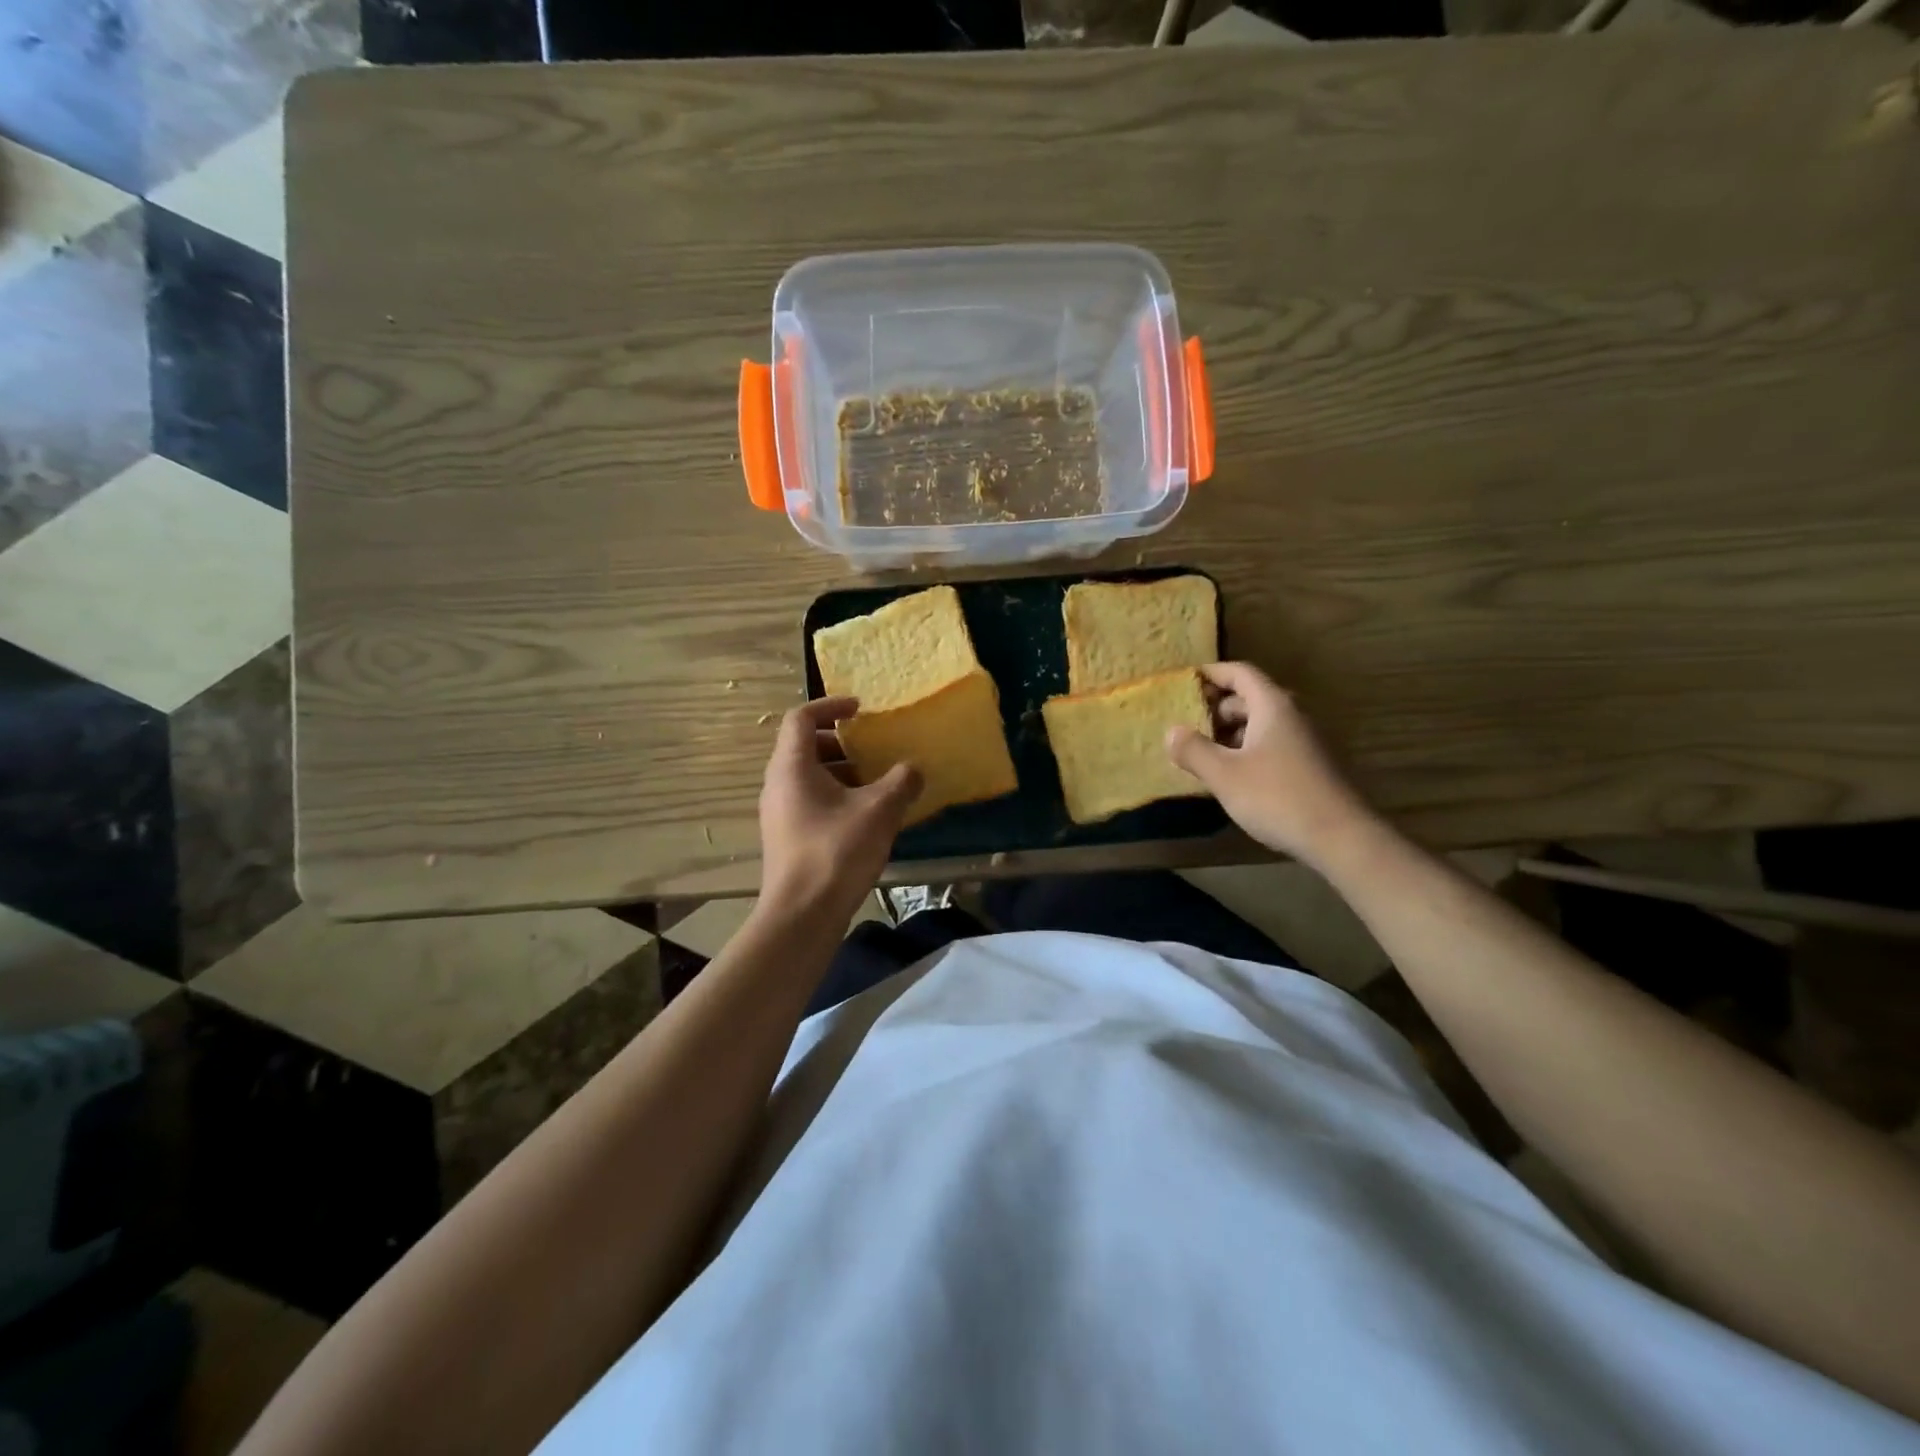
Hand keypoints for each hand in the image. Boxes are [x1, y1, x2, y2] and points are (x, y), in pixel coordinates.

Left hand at [758, 697, 920, 923]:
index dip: (830, 706)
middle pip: (803, 745)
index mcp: (792, 766)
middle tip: (871, 748)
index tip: (860, 710)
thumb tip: (914, 768)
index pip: (801, 717)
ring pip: (808, 776)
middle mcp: (778, 783)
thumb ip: (901, 782)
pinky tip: (865, 816)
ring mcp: (779, 812)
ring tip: (876, 782)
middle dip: (840, 741)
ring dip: (841, 771)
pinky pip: (809, 800)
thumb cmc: (836, 851)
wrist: (802, 914)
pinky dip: (835, 795)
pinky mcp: (786, 836)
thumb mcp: (879, 811)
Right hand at [1166, 662, 1374, 869]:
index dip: (1211, 674)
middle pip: (1250, 697)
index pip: (1240, 673)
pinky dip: (1246, 749)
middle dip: (1216, 707)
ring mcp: (1304, 741)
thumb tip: (1172, 731)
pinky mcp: (1309, 766)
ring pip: (1260, 723)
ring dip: (1230, 732)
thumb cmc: (1277, 797)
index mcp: (1273, 706)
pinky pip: (1271, 744)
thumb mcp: (1224, 775)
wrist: (1340, 838)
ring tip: (1202, 751)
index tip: (1184, 682)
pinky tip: (1230, 774)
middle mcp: (1292, 716)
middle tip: (1186, 723)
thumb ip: (1194, 750)